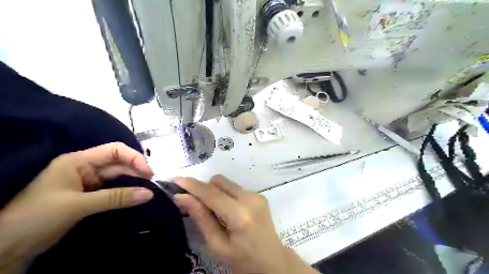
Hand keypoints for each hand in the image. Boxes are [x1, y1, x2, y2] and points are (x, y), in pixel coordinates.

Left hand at [0, 142, 154, 270]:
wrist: (7, 248)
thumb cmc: (37, 216)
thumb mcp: (78, 205)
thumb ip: (116, 198)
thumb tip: (149, 194)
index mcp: (78, 161)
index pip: (115, 150)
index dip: (134, 158)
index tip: (149, 173)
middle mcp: (85, 168)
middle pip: (119, 164)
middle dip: (137, 172)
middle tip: (153, 185)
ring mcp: (88, 183)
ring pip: (118, 178)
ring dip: (134, 183)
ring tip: (149, 192)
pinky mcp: (90, 196)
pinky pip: (114, 190)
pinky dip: (126, 193)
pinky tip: (137, 197)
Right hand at [174, 176, 319, 273]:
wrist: (271, 259)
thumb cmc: (241, 258)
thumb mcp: (217, 244)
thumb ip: (201, 217)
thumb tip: (182, 197)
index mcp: (240, 215)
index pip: (212, 194)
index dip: (193, 185)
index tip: (176, 179)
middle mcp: (250, 198)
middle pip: (219, 181)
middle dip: (204, 188)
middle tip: (196, 202)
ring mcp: (257, 194)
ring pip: (227, 183)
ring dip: (215, 191)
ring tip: (215, 210)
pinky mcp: (259, 194)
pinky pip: (235, 187)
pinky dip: (226, 194)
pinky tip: (228, 210)